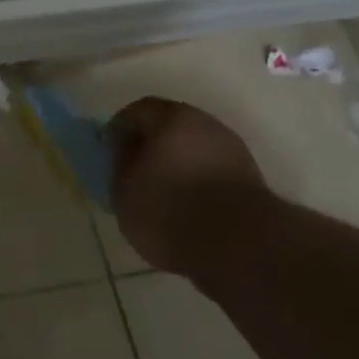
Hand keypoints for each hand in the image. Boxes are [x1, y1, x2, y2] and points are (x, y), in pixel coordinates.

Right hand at [109, 98, 272, 274]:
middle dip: (150, 144)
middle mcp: (206, 124)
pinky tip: (185, 205)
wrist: (241, 247)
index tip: (109, 152)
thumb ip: (120, 166)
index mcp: (171, 118)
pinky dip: (195, 181)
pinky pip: (211, 170)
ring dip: (175, 163)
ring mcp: (232, 150)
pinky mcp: (249, 179)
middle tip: (133, 170)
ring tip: (159, 192)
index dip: (119, 130)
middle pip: (169, 126)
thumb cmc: (170, 210)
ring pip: (193, 148)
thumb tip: (124, 153)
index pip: (137, 111)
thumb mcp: (124, 191)